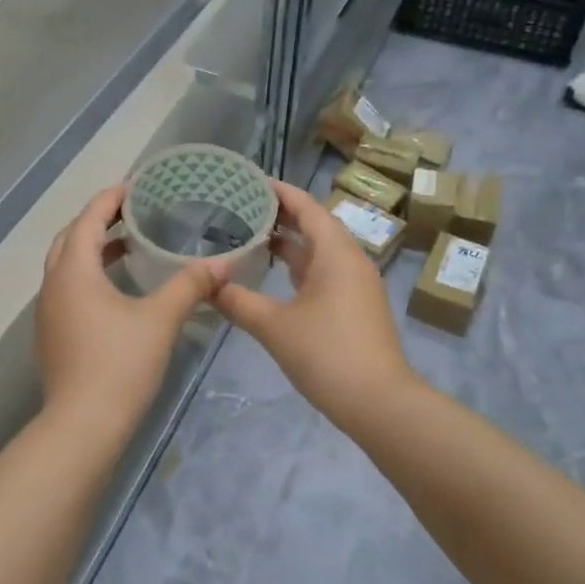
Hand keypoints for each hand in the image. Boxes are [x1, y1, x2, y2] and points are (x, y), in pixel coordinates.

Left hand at [35, 185, 221, 446]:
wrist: (82, 426)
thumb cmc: (120, 364)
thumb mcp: (161, 320)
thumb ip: (190, 286)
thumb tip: (223, 264)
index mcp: (73, 272)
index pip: (88, 219)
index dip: (110, 199)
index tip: (135, 187)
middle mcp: (53, 286)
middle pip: (70, 239)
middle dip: (99, 222)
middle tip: (133, 214)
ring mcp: (48, 314)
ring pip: (67, 267)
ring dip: (93, 251)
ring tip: (129, 248)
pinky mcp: (52, 337)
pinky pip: (68, 291)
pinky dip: (89, 277)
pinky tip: (117, 293)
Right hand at [210, 181, 417, 429]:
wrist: (378, 402)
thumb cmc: (326, 353)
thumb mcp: (274, 326)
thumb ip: (237, 301)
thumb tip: (206, 285)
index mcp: (336, 253)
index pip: (307, 207)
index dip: (280, 191)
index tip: (251, 181)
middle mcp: (350, 261)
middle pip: (315, 226)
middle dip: (281, 215)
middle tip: (243, 206)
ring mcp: (356, 285)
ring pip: (320, 252)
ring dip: (290, 242)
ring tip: (252, 234)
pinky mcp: (355, 307)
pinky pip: (324, 273)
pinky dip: (299, 267)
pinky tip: (275, 275)